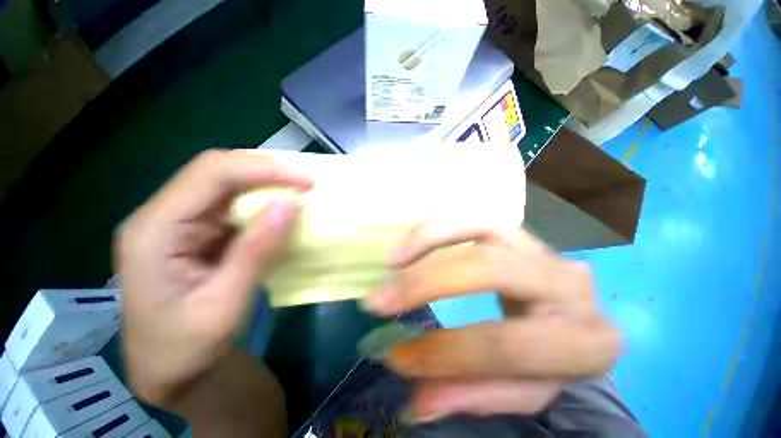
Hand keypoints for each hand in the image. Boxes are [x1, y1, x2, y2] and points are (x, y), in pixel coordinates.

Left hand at [115, 150, 312, 406]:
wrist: (171, 371)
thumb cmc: (187, 348)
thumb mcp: (225, 304)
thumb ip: (257, 249)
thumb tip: (291, 203)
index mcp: (154, 230)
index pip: (210, 174)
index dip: (263, 169)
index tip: (306, 181)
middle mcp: (163, 216)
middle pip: (217, 171)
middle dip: (266, 171)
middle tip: (307, 183)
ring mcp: (181, 223)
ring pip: (228, 185)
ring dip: (267, 184)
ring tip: (301, 191)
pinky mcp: (200, 233)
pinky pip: (235, 205)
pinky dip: (264, 203)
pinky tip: (283, 211)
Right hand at [362, 220, 621, 422]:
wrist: (568, 315)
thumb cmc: (550, 357)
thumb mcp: (523, 389)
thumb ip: (475, 394)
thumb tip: (416, 403)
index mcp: (584, 342)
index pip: (505, 346)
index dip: (444, 353)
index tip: (395, 355)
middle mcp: (567, 284)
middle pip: (489, 269)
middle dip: (426, 284)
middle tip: (380, 301)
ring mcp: (541, 248)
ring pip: (481, 227)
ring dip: (428, 241)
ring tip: (392, 263)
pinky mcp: (516, 233)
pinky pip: (473, 218)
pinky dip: (436, 228)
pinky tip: (409, 245)